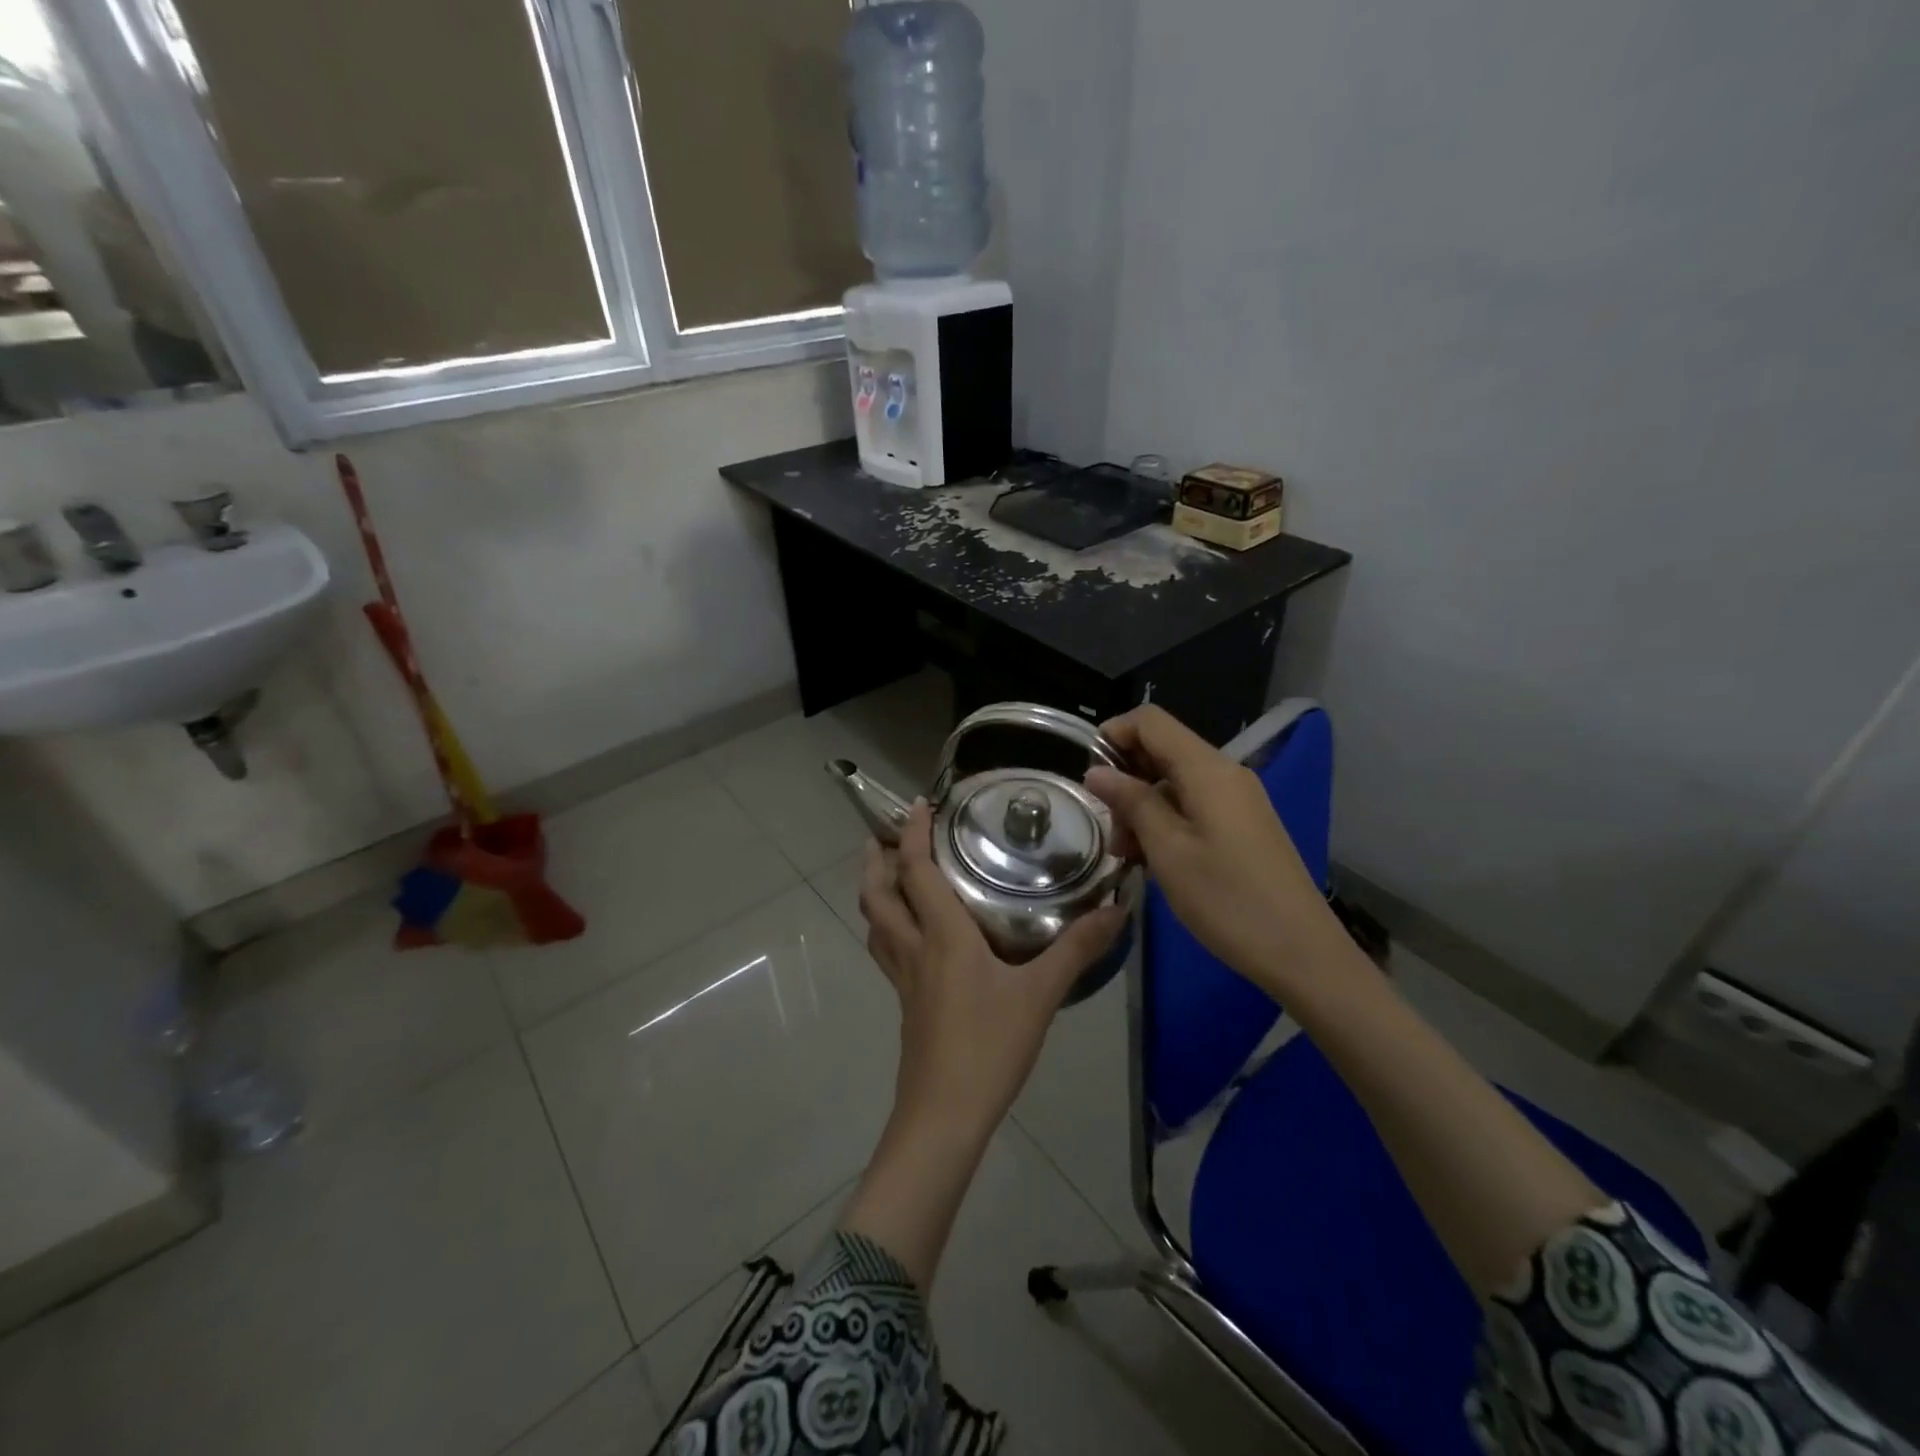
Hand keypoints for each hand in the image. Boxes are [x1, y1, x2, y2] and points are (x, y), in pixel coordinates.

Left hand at [860, 802, 1126, 1142]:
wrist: (944, 1114)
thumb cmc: (990, 1046)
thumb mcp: (1041, 994)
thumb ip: (1077, 949)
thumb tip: (1117, 908)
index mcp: (941, 935)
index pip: (917, 872)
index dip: (915, 834)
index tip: (918, 805)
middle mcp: (913, 948)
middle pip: (877, 894)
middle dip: (876, 860)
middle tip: (887, 836)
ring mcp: (902, 978)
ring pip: (874, 922)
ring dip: (875, 891)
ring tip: (890, 875)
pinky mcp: (904, 1002)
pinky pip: (885, 949)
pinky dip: (887, 926)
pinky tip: (911, 935)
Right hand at [1084, 705, 1341, 992]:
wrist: (1301, 952)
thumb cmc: (1227, 899)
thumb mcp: (1168, 851)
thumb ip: (1132, 802)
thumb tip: (1097, 772)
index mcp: (1208, 769)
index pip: (1150, 721)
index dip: (1113, 734)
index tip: (1089, 775)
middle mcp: (1226, 773)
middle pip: (1162, 750)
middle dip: (1126, 779)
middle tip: (1110, 830)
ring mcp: (1238, 800)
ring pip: (1175, 782)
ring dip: (1143, 807)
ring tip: (1129, 856)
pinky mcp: (1244, 825)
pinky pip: (1194, 806)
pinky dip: (1166, 822)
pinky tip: (1156, 860)